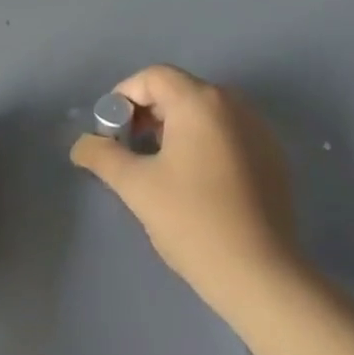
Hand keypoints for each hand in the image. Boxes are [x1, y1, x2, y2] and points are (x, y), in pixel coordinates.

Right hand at [70, 65, 301, 315]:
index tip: (111, 133)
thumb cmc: (193, 221)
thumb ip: (103, 156)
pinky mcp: (272, 156)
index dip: (124, 97)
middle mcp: (232, 103)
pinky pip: (227, 133)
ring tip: (158, 167)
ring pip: (204, 113)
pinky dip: (204, 143)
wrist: (263, 277)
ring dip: (175, 128)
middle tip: (129, 150)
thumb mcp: (137, 186)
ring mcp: (258, 129)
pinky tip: (195, 183)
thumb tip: (80, 144)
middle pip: (179, 91)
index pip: (153, 77)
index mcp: (199, 100)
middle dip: (148, 113)